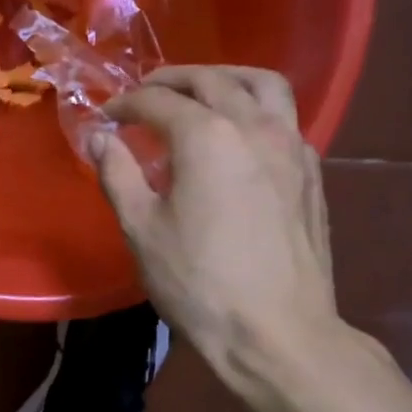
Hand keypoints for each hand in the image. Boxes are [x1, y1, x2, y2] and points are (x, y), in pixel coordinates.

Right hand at [90, 66, 344, 370]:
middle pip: (211, 80)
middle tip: (145, 94)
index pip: (158, 101)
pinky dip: (256, 110)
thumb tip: (99, 137)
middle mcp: (254, 127)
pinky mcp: (312, 173)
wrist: (277, 332)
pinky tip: (240, 138)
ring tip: (202, 92)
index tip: (106, 117)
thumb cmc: (199, 283)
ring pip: (264, 85)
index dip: (126, 104)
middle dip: (172, 80)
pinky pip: (284, 119)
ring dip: (226, 79)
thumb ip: (117, 173)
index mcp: (207, 136)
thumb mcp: (142, 229)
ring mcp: (292, 147)